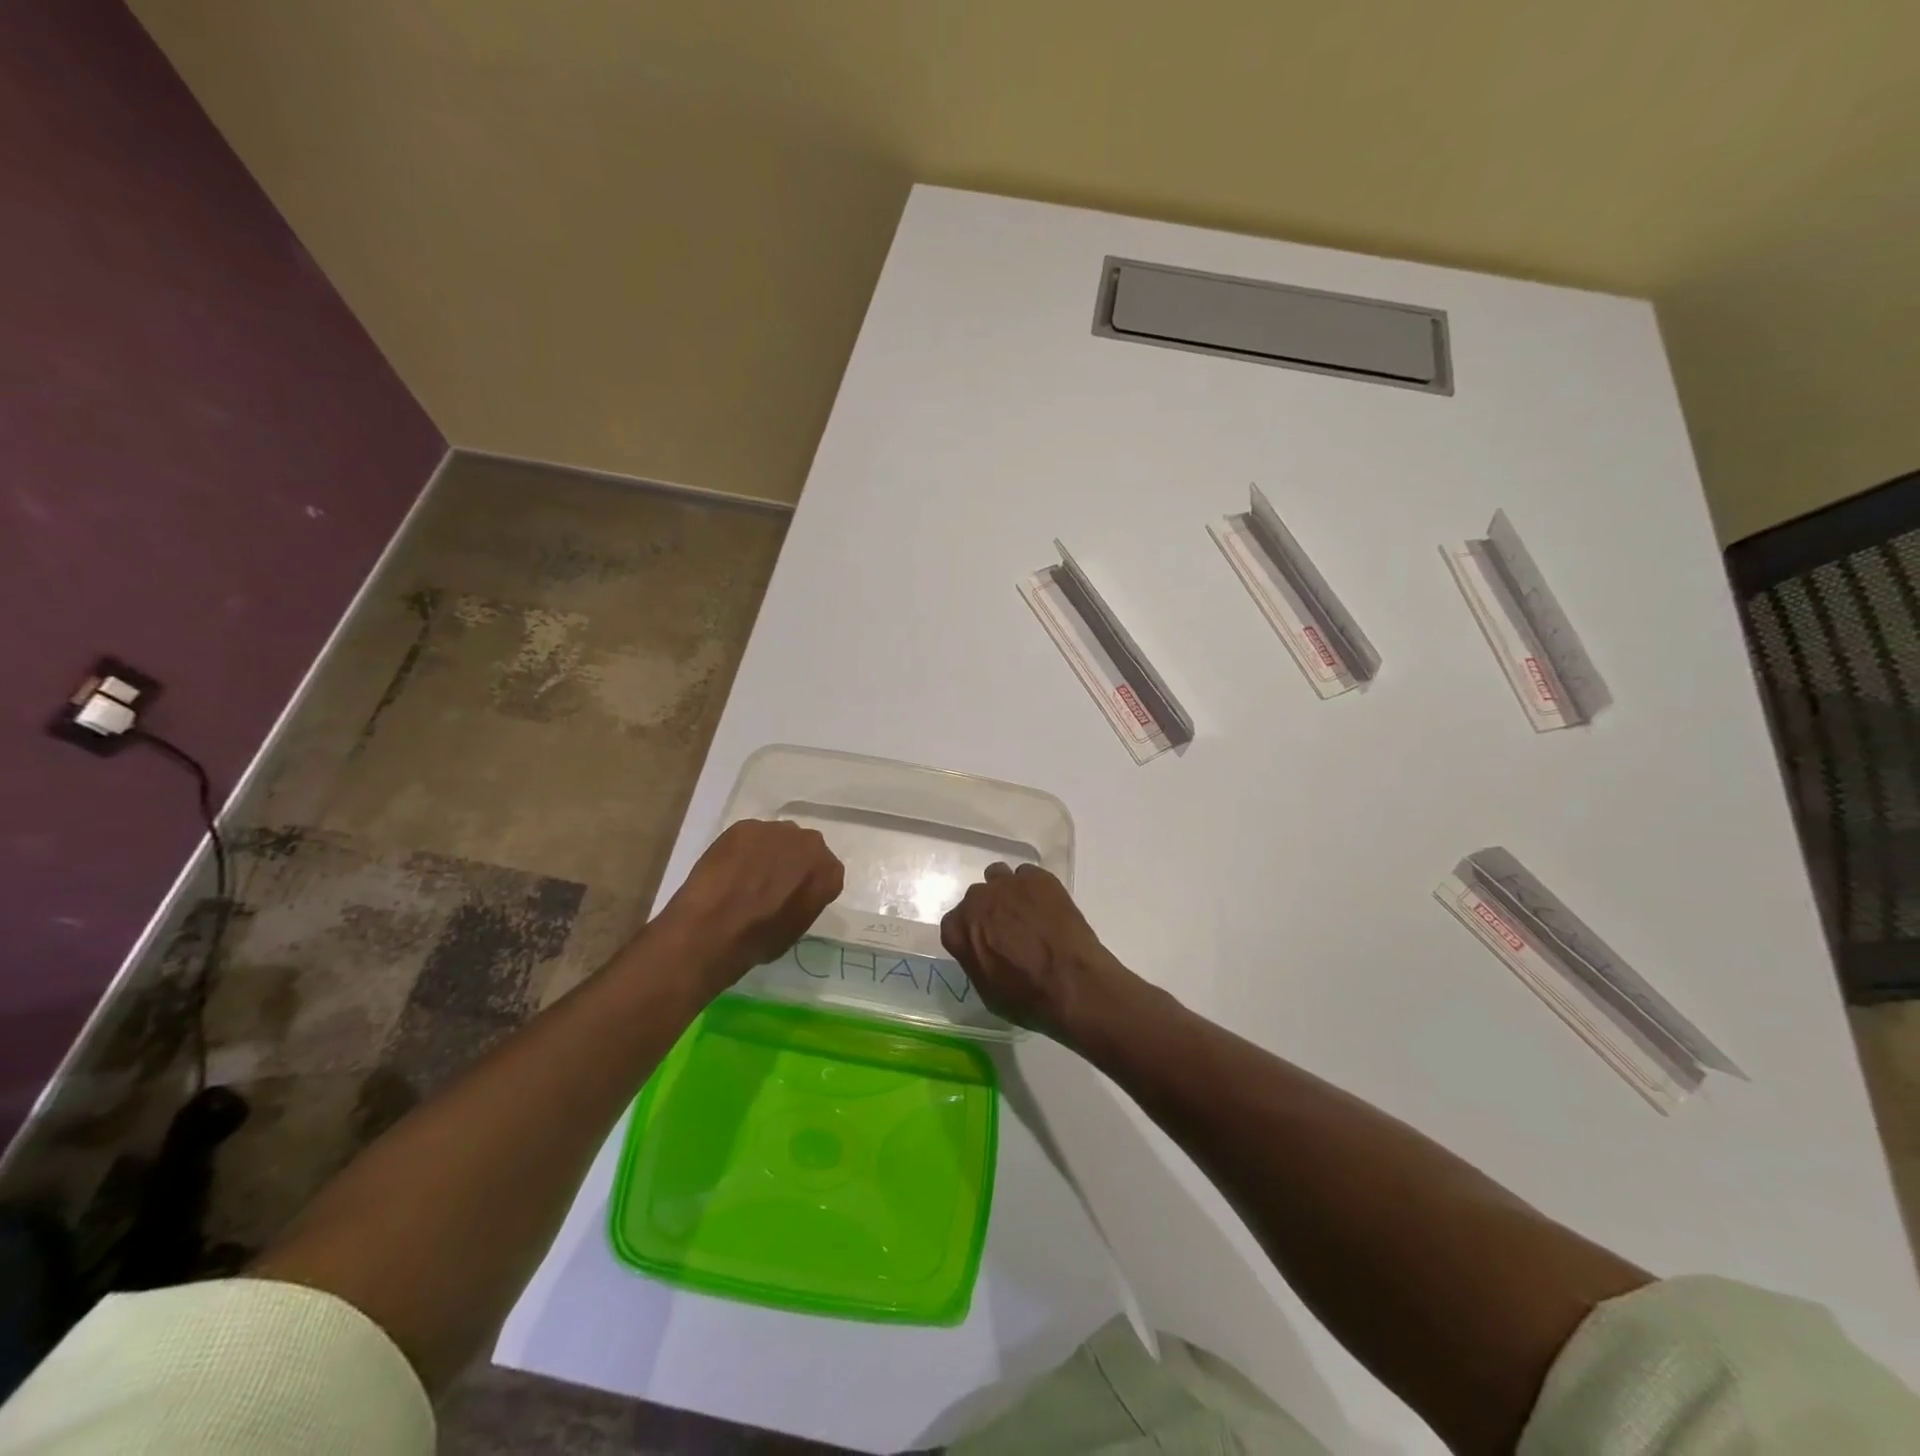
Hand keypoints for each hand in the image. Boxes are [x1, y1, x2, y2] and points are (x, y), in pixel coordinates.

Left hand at [654, 819, 844, 990]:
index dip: (809, 885)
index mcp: (829, 872)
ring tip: (745, 875)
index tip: (794, 897)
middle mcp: (811, 843)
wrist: (715, 927)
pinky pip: (749, 837)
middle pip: (804, 849)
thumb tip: (792, 895)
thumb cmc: (760, 939)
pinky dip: (741, 850)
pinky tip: (728, 869)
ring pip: (776, 839)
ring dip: (767, 853)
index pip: (827, 873)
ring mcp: (777, 830)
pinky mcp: (745, 826)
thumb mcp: (797, 928)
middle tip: (771, 884)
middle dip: (792, 862)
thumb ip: (805, 902)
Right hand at [939, 863, 1133, 1037]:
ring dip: (1007, 892)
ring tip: (1026, 912)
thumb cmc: (1026, 997)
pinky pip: (1028, 875)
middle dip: (988, 911)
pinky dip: (1034, 888)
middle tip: (1008, 930)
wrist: (1071, 982)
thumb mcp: (987, 991)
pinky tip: (1047, 906)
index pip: (954, 924)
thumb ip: (976, 960)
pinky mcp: (1037, 877)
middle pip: (977, 898)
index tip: (984, 944)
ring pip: (999, 877)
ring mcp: (1008, 883)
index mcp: (958, 929)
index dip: (970, 934)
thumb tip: (983, 951)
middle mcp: (977, 900)